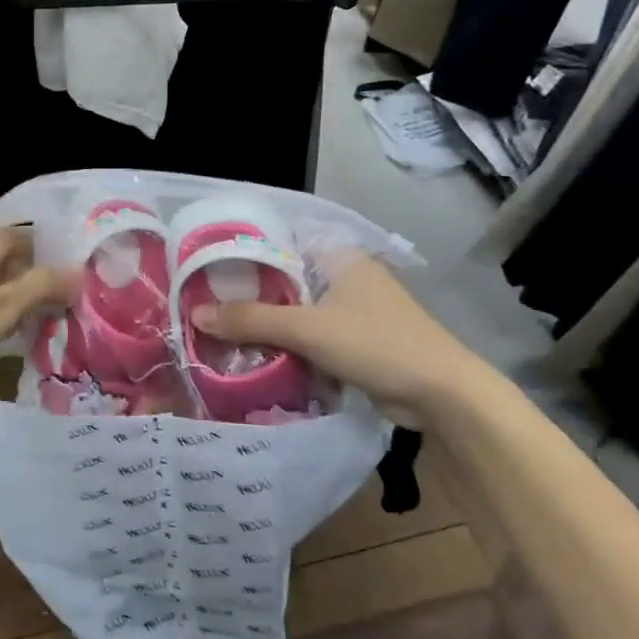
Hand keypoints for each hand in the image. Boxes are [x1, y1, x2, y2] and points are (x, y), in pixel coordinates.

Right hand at [190, 252, 496, 425]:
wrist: (443, 395)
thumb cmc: (376, 343)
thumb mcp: (307, 329)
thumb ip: (251, 320)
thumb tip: (195, 314)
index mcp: (338, 255)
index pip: (278, 244)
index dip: (242, 256)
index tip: (205, 272)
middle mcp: (344, 275)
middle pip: (284, 280)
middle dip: (250, 297)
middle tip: (206, 308)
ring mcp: (353, 308)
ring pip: (296, 311)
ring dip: (267, 325)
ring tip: (221, 334)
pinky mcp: (356, 339)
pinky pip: (310, 335)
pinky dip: (288, 344)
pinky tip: (256, 356)